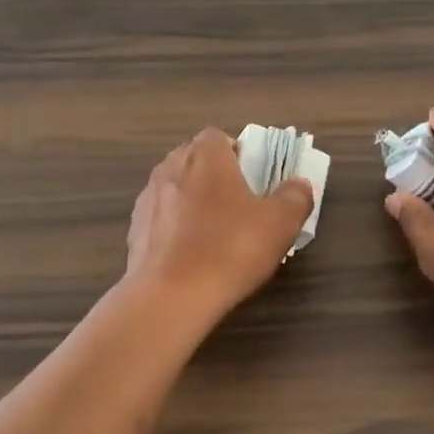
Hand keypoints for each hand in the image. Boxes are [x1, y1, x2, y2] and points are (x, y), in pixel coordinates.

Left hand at [126, 128, 313, 321]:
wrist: (170, 295)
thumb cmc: (230, 248)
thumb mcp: (280, 224)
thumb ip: (295, 197)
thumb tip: (299, 185)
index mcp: (205, 156)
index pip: (219, 137)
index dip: (239, 154)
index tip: (254, 180)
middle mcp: (170, 167)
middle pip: (195, 161)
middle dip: (216, 178)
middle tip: (240, 208)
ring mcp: (147, 199)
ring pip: (176, 190)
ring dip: (194, 204)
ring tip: (215, 236)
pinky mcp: (134, 230)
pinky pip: (162, 220)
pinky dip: (176, 230)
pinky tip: (191, 257)